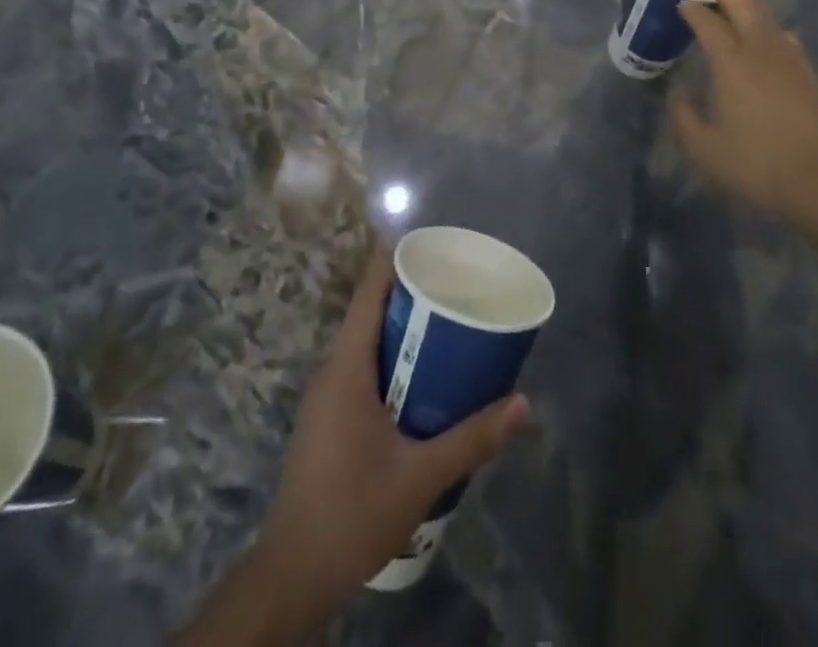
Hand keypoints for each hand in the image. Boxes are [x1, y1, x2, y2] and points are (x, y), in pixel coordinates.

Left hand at [253, 248, 530, 612]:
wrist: (293, 577)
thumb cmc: (351, 514)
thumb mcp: (420, 476)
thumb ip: (472, 439)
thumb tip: (523, 404)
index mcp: (347, 366)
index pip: (369, 290)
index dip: (397, 257)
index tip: (434, 240)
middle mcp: (333, 369)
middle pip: (372, 309)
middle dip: (413, 290)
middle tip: (459, 280)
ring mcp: (328, 394)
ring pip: (368, 339)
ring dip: (405, 325)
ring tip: (451, 320)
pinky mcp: (331, 417)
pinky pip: (365, 365)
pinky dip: (395, 355)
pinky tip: (426, 374)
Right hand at [669, 0, 817, 224]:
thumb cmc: (754, 164)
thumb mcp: (704, 148)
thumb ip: (684, 118)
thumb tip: (679, 96)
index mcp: (730, 63)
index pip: (708, 24)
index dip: (692, 11)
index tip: (681, 4)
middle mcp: (759, 50)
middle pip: (743, 5)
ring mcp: (788, 59)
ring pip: (766, 16)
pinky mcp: (806, 73)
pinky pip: (784, 35)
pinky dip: (770, 24)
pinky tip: (769, 34)